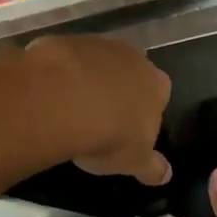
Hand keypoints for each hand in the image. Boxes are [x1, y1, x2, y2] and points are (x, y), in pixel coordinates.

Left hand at [22, 34, 171, 185]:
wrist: (63, 100)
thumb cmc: (109, 134)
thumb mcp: (134, 161)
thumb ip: (152, 167)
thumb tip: (166, 175)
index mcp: (157, 85)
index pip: (159, 96)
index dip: (143, 113)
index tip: (127, 130)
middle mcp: (134, 57)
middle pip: (130, 74)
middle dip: (118, 91)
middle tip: (99, 117)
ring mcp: (99, 45)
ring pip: (98, 63)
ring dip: (89, 80)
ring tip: (70, 108)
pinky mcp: (67, 41)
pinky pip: (67, 59)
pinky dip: (62, 73)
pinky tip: (50, 94)